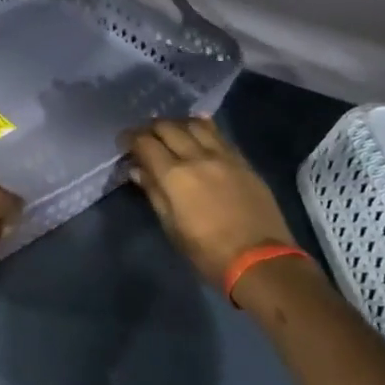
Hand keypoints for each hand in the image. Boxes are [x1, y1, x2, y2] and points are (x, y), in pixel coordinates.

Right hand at [123, 118, 295, 286]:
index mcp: (174, 176)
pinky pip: (218, 134)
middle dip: (150, 128)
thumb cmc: (207, 251)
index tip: (124, 143)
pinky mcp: (242, 161)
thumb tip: (138, 170)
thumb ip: (154, 192)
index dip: (130, 139)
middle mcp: (197, 157)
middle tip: (144, 138)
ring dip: (177, 124)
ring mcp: (223, 156)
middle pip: (168, 127)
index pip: (145, 143)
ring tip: (171, 133)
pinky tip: (197, 130)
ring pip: (194, 124)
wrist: (260, 259)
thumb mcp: (172, 227)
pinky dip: (202, 127)